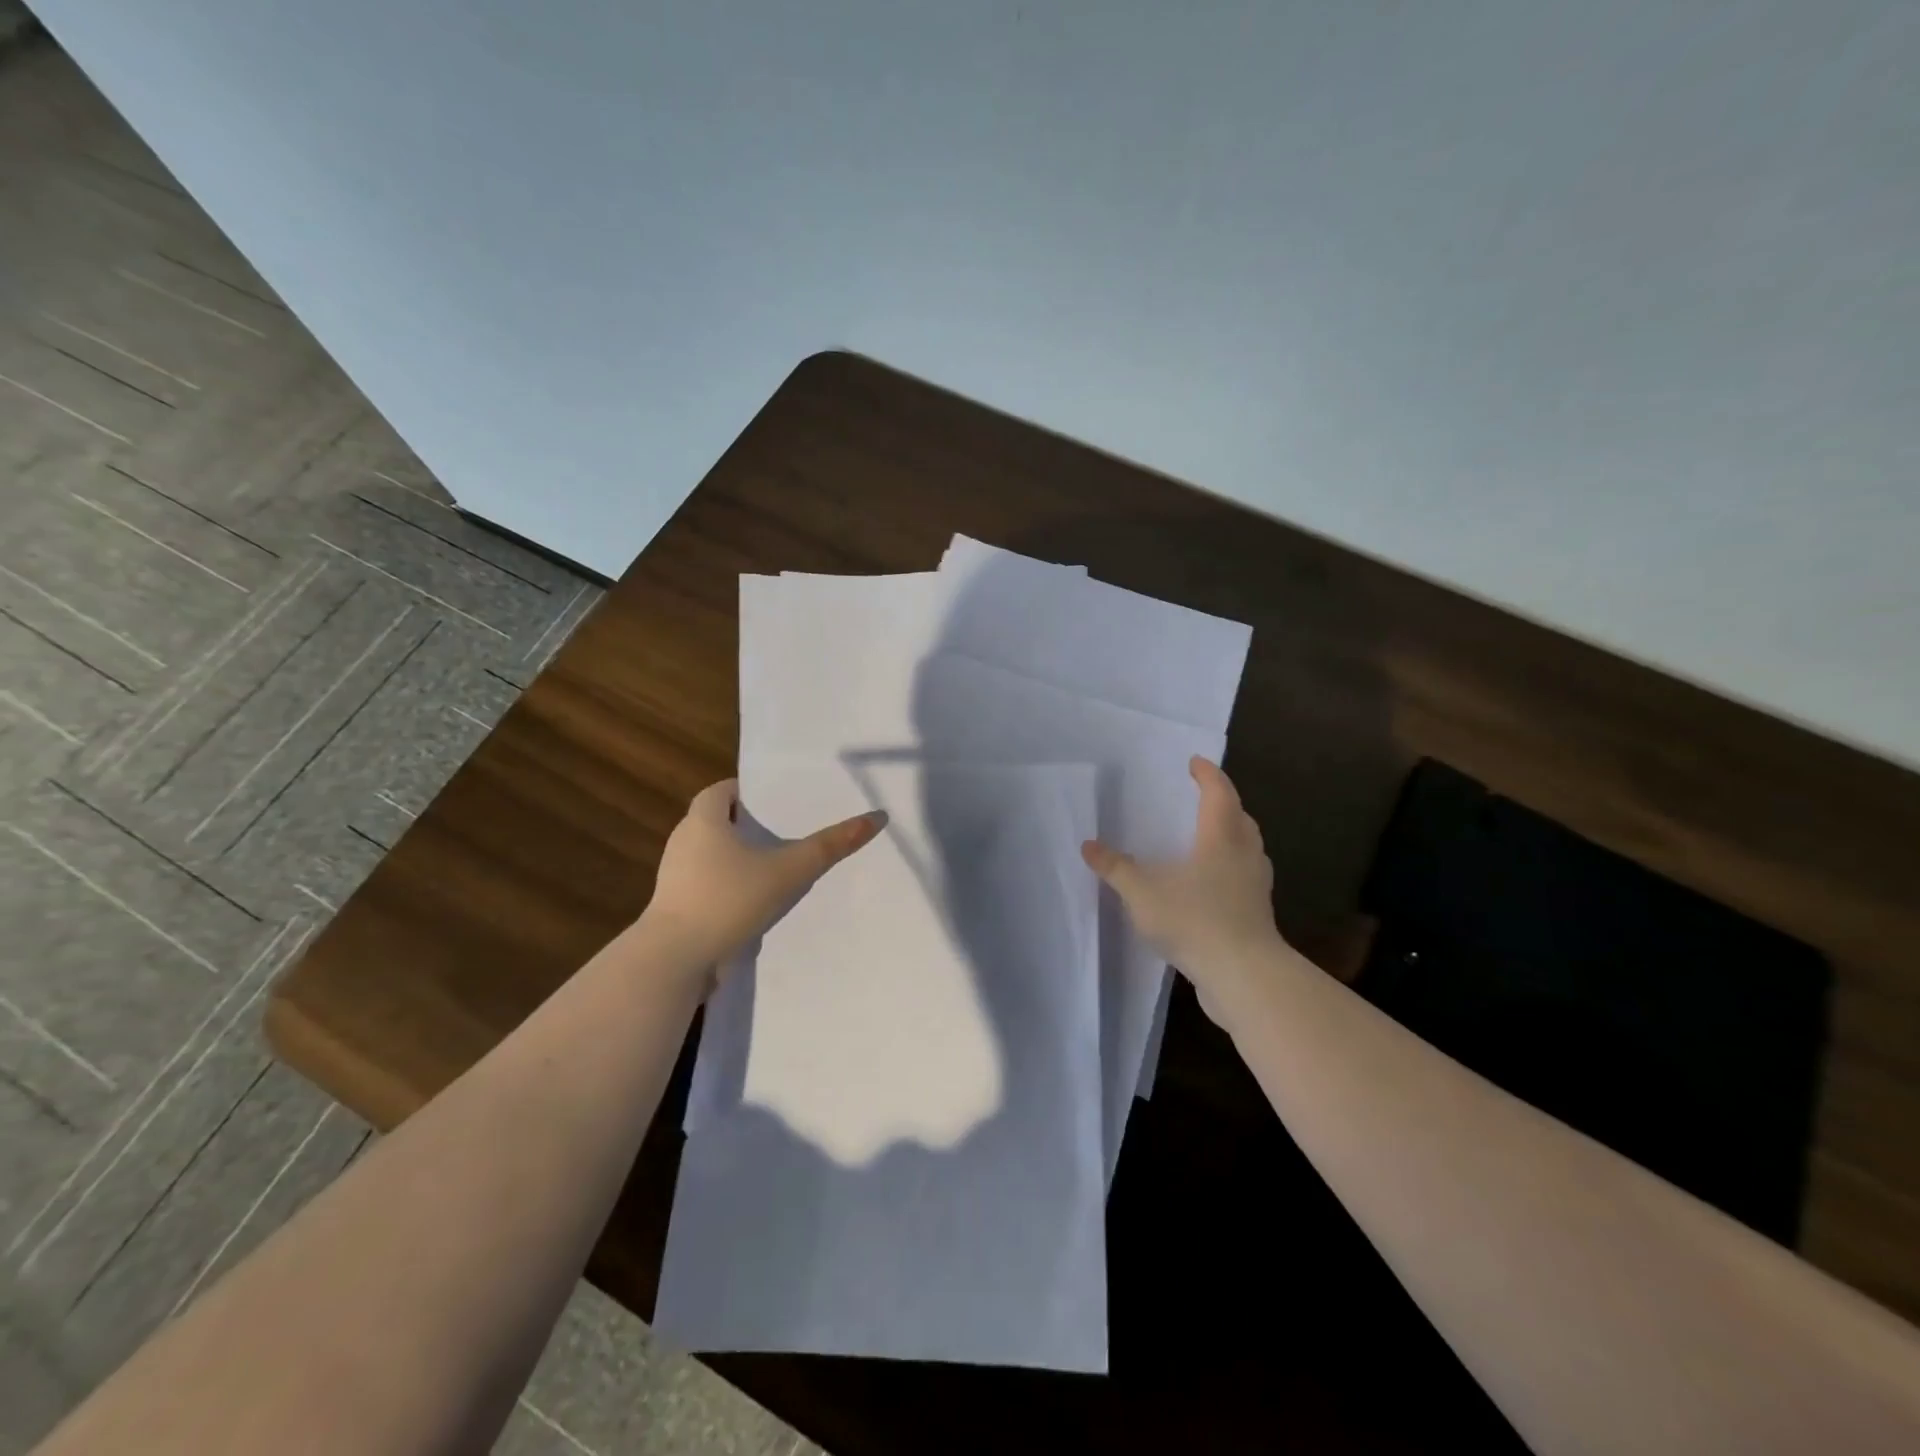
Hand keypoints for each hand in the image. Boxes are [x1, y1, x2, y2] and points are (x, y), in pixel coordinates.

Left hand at [641, 778, 885, 981]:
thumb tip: (876, 817)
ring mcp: (675, 877)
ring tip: (776, 865)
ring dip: (739, 858)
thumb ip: (830, 845)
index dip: (746, 792)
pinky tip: (755, 900)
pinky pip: (707, 885)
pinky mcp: (676, 907)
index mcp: (703, 820)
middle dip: (748, 825)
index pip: (721, 791)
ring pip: (713, 856)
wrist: (676, 960)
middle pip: (717, 821)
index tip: (776, 802)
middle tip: (785, 831)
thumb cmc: (729, 899)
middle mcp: (684, 841)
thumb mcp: (788, 870)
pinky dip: (729, 886)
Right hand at [1082, 757, 1287, 1020]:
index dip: (1207, 774)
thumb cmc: (1195, 920)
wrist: (1244, 976)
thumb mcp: (1142, 892)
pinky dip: (1229, 869)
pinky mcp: (1257, 914)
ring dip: (1230, 836)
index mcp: (1221, 837)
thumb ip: (1115, 868)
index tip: (1194, 763)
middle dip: (1222, 803)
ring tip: (1204, 840)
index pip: (1219, 793)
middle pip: (1240, 818)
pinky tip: (1209, 885)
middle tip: (1201, 798)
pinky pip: (1244, 878)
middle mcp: (1244, 855)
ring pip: (1246, 849)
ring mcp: (1255, 886)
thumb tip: (1088, 845)